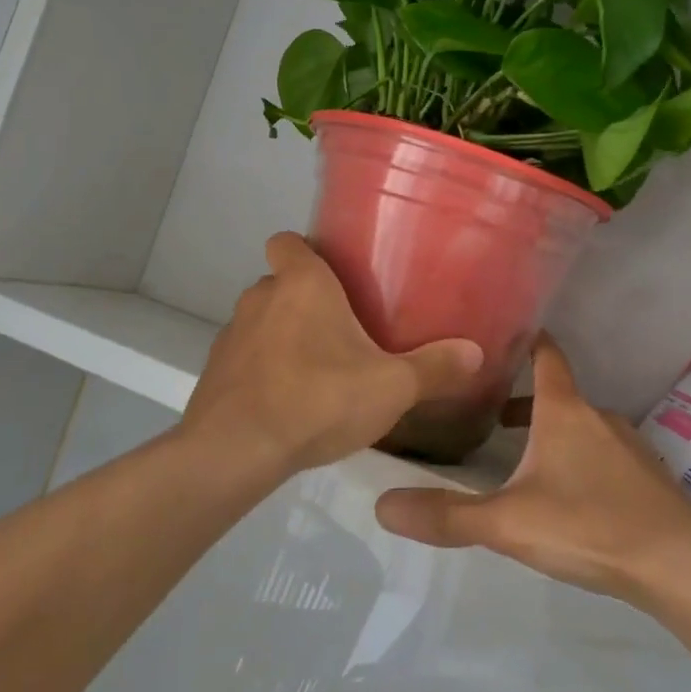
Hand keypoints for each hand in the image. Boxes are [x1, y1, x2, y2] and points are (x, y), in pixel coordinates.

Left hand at [183, 232, 483, 474]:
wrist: (236, 451)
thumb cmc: (318, 399)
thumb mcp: (390, 386)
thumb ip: (434, 368)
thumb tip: (476, 352)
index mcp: (302, 284)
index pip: (287, 240)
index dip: (305, 250)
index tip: (332, 272)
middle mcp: (261, 297)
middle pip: (280, 282)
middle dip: (304, 299)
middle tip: (340, 328)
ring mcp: (232, 334)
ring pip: (262, 320)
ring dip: (282, 335)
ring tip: (315, 368)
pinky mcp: (215, 371)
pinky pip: (245, 357)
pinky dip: (262, 368)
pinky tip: (286, 400)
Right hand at [374, 335, 690, 601]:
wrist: (684, 566)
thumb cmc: (590, 524)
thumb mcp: (509, 522)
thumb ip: (447, 515)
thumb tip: (381, 505)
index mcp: (565, 410)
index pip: (546, 354)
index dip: (526, 338)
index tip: (501, 331)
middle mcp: (598, 417)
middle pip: (557, 395)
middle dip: (523, 400)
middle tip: (486, 409)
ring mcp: (628, 448)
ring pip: (580, 428)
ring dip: (550, 433)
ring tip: (519, 457)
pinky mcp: (647, 480)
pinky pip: (603, 456)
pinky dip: (578, 459)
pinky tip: (567, 495)